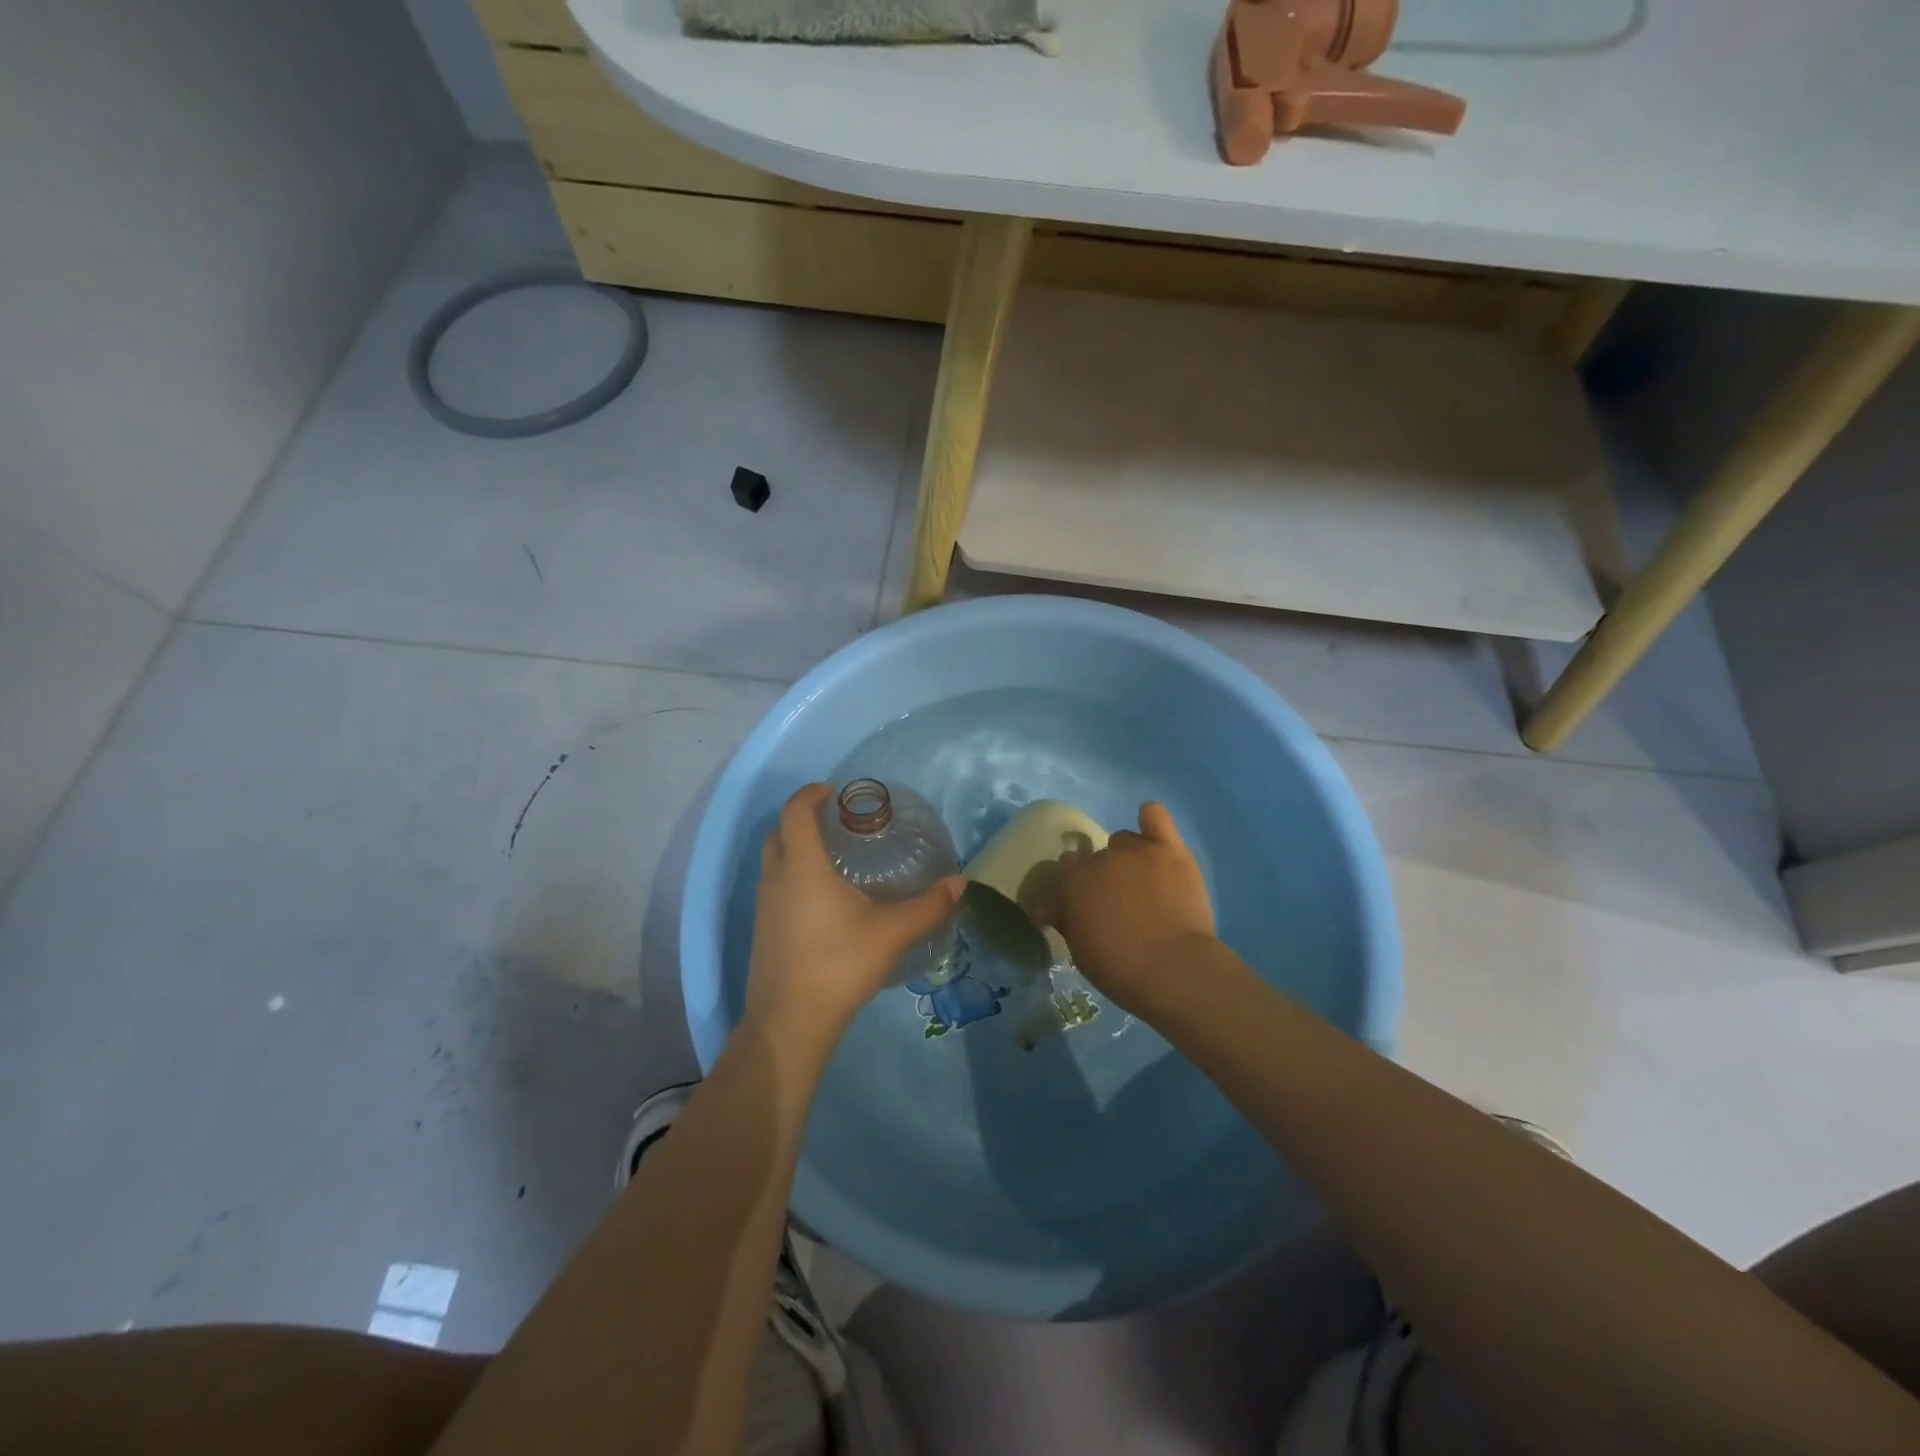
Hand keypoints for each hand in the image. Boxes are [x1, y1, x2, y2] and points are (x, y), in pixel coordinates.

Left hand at [745, 783, 964, 1054]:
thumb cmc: (839, 964)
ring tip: (832, 857)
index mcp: (803, 866)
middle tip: (835, 823)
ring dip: (795, 848)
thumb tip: (960, 883)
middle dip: (802, 818)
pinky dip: (792, 875)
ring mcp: (764, 906)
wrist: (790, 1022)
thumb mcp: (891, 932)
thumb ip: (928, 906)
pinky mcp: (762, 930)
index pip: (795, 812)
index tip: (833, 791)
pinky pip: (774, 886)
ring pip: (774, 861)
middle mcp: (777, 878)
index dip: (811, 794)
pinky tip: (822, 900)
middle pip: (779, 832)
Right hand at [1029, 802, 1216, 1016]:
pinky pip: (1155, 816)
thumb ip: (1066, 920)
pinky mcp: (1169, 849)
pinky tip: (1152, 831)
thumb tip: (1052, 906)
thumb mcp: (1079, 951)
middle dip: (1099, 876)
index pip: (1063, 870)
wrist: (1175, 969)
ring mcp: (1136, 851)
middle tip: (1115, 902)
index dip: (1071, 888)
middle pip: (1093, 856)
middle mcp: (1100, 858)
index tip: (1079, 906)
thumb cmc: (1121, 969)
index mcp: (1073, 881)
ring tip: (1142, 882)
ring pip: (1123, 840)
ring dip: (1126, 856)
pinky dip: (1150, 820)